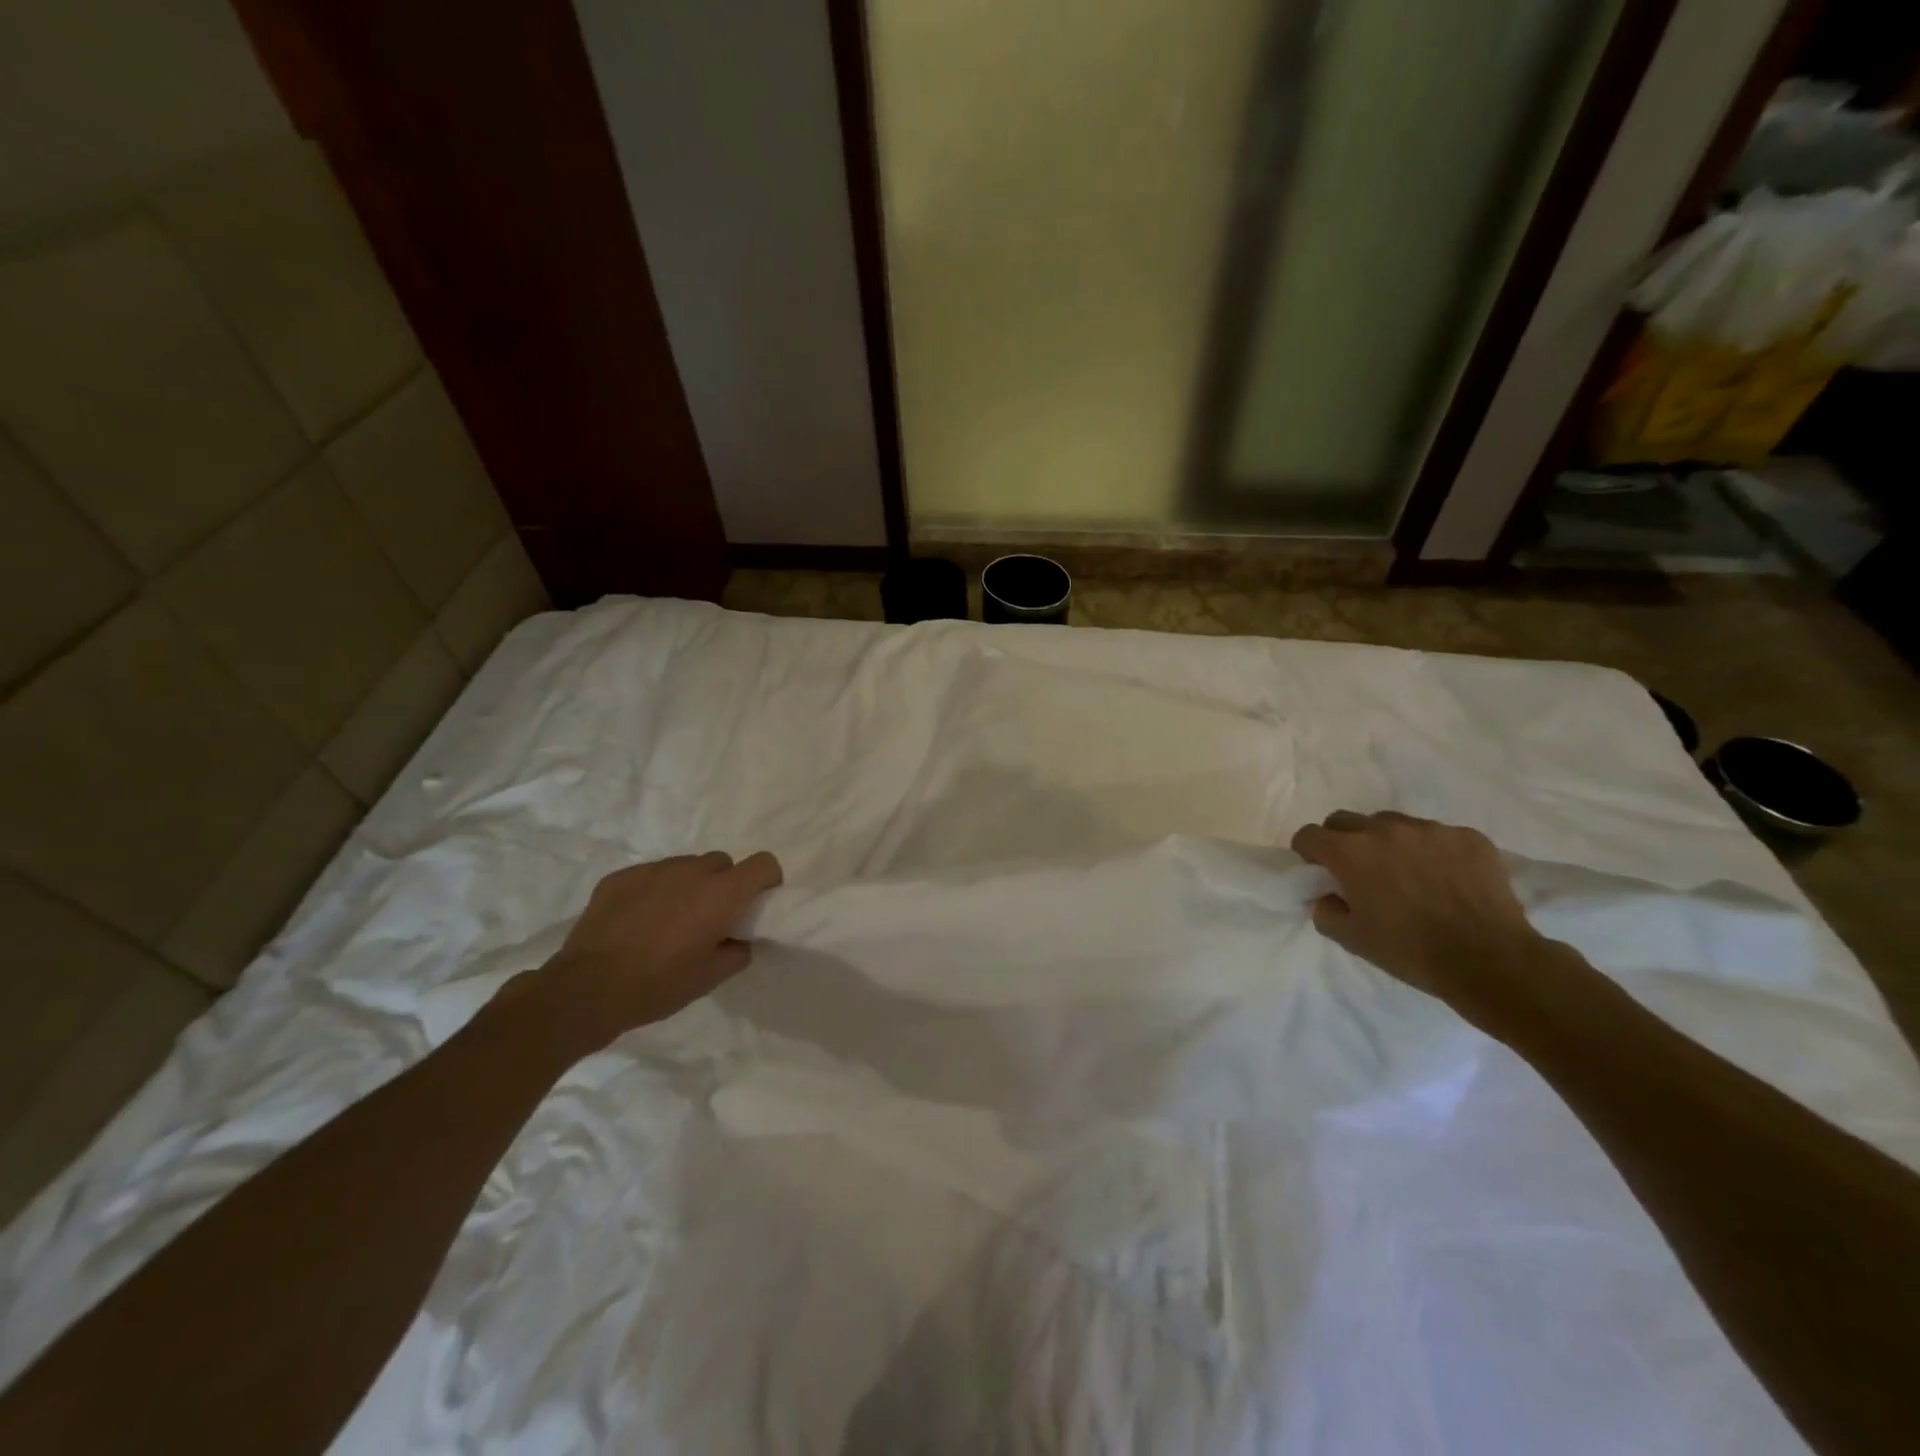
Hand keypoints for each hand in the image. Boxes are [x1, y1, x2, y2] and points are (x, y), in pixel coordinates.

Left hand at [500, 850, 782, 1052]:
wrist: (585, 990)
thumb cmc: (658, 985)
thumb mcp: (710, 978)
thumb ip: (736, 952)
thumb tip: (738, 940)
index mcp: (721, 894)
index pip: (763, 863)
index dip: (766, 880)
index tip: (756, 903)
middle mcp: (691, 871)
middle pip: (722, 862)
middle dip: (723, 884)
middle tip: (709, 917)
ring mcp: (653, 870)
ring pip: (685, 866)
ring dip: (688, 885)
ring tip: (670, 919)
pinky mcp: (620, 876)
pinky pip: (651, 875)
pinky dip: (655, 890)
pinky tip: (638, 921)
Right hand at [1290, 811, 1554, 1035]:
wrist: (1491, 960)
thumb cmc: (1411, 951)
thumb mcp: (1352, 939)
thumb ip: (1325, 911)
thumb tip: (1326, 896)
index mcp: (1350, 852)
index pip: (1309, 835)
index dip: (1307, 852)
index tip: (1317, 870)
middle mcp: (1385, 829)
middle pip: (1345, 820)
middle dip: (1341, 840)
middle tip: (1357, 871)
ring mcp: (1430, 829)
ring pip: (1392, 823)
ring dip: (1387, 842)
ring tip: (1406, 873)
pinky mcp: (1468, 836)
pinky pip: (1436, 835)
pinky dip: (1431, 851)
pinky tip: (1445, 879)